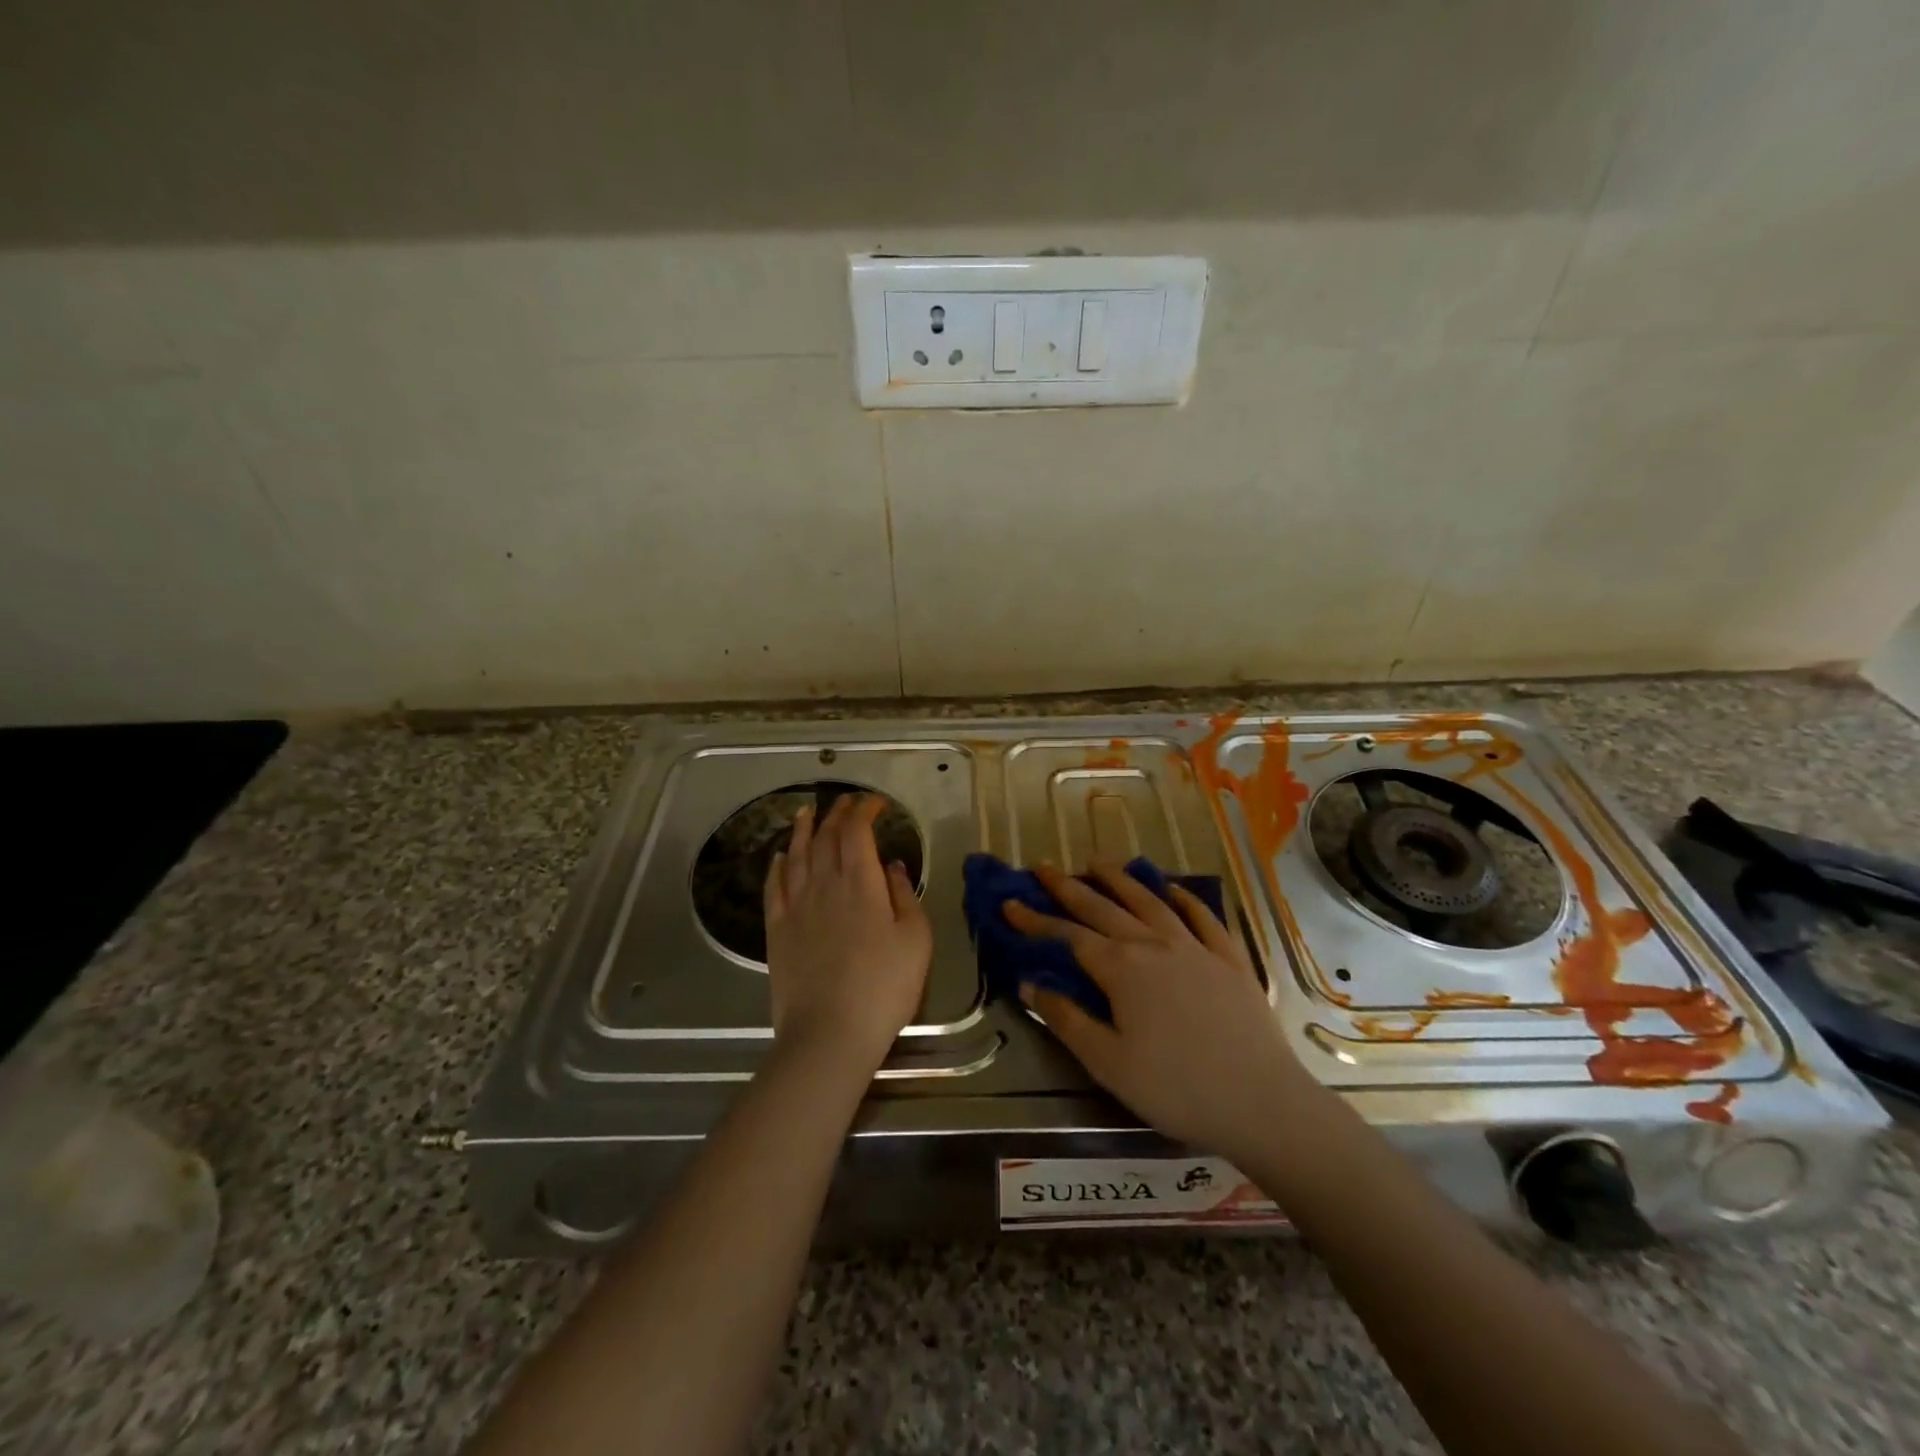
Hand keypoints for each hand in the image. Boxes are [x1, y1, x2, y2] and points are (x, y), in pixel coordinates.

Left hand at [763, 794, 931, 1073]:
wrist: (829, 1034)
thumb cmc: (883, 987)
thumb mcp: (915, 940)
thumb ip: (904, 895)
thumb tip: (892, 865)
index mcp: (860, 883)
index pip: (857, 832)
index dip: (864, 810)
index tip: (876, 803)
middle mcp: (824, 885)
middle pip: (826, 837)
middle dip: (837, 814)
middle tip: (846, 802)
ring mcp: (796, 907)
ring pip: (797, 855)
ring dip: (803, 829)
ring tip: (807, 812)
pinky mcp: (776, 930)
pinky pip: (774, 887)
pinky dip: (778, 866)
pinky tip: (780, 856)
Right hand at [1004, 861, 1311, 1159]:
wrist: (1262, 1102)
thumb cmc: (1176, 1089)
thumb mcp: (1108, 1063)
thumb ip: (1066, 1019)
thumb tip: (1029, 983)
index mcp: (1121, 969)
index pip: (1068, 936)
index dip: (1036, 920)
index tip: (1010, 903)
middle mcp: (1154, 945)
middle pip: (1103, 907)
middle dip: (1069, 887)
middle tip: (1044, 868)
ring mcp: (1195, 947)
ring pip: (1150, 901)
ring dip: (1120, 879)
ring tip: (1098, 862)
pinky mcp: (1229, 958)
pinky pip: (1202, 916)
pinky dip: (1183, 897)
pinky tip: (1172, 887)